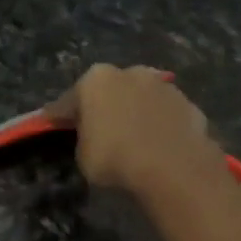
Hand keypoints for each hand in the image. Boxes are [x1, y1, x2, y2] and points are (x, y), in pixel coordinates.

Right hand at [45, 63, 228, 196]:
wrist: (174, 167)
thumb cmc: (115, 158)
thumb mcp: (83, 155)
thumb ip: (84, 138)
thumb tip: (93, 134)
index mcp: (95, 80)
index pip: (68, 100)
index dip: (59, 115)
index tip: (52, 123)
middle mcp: (130, 73)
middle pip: (110, 91)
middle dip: (103, 106)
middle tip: (98, 128)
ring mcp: (163, 86)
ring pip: (141, 99)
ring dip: (135, 113)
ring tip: (133, 138)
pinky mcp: (189, 104)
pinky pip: (165, 116)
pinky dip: (160, 126)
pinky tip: (158, 145)